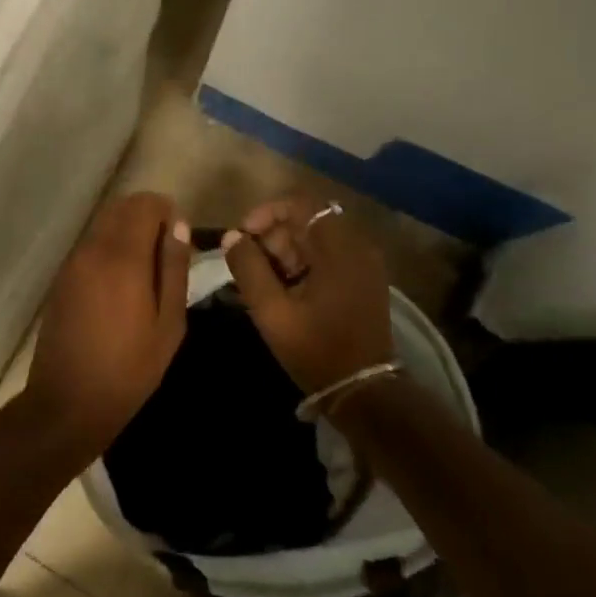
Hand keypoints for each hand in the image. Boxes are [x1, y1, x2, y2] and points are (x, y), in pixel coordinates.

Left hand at [23, 192, 192, 454]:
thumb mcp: (168, 324)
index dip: (166, 212)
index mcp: (122, 257)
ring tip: (145, 271)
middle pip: (120, 208)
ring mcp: (72, 262)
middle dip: (146, 217)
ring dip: (126, 231)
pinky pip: (89, 245)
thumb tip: (179, 226)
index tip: (179, 239)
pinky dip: (108, 247)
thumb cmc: (129, 369)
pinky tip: (120, 284)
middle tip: (165, 253)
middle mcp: (92, 249)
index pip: (145, 205)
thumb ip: (173, 269)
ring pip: (103, 224)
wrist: (68, 401)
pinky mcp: (61, 278)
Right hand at [223, 195, 396, 394]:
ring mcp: (364, 264)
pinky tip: (284, 290)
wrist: (364, 392)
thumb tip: (232, 237)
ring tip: (263, 282)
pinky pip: (328, 256)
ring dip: (285, 251)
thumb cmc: (316, 350)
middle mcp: (357, 247)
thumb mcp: (272, 311)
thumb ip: (248, 269)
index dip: (265, 213)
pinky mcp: (363, 280)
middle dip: (272, 236)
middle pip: (307, 220)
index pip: (299, 204)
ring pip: (316, 239)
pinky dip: (302, 264)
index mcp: (339, 249)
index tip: (243, 237)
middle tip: (250, 266)